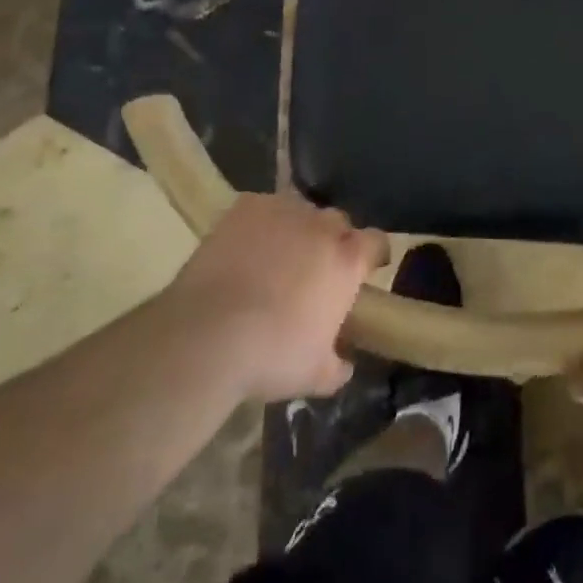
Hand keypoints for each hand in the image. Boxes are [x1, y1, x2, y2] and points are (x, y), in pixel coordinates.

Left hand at [166, 192, 388, 401]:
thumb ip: (338, 365)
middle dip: (332, 241)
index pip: (376, 242)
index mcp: (347, 260)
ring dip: (296, 230)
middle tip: (315, 269)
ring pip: (300, 212)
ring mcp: (283, 210)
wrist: (206, 336)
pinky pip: (262, 209)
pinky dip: (258, 224)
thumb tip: (345, 363)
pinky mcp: (246, 207)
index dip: (373, 254)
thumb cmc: (271, 355)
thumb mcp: (315, 375)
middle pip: (338, 222)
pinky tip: (244, 247)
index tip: (367, 268)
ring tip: (276, 257)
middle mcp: (322, 226)